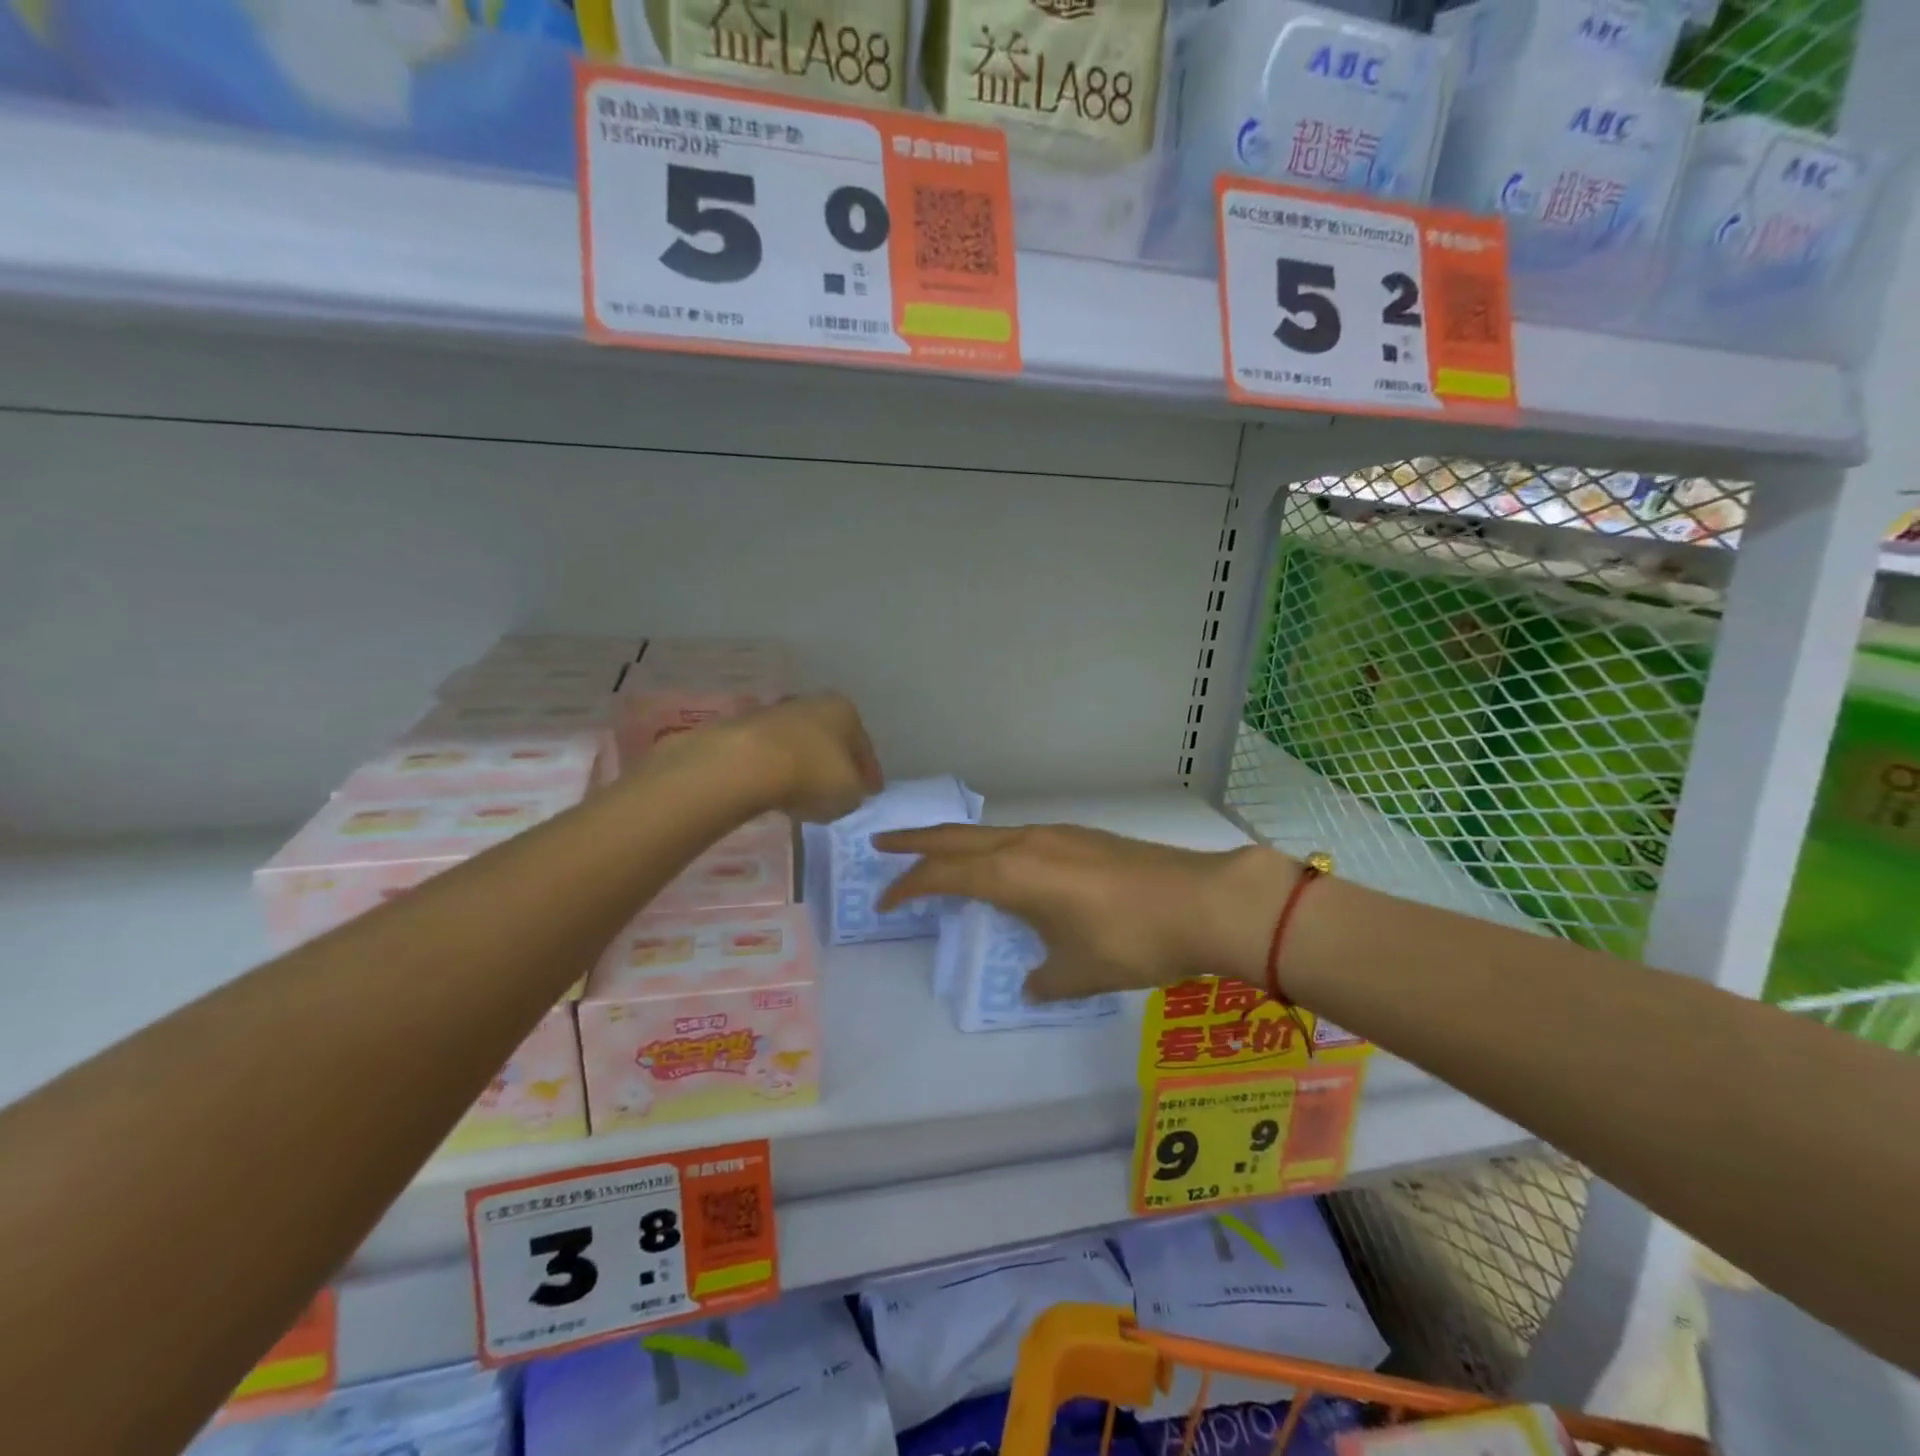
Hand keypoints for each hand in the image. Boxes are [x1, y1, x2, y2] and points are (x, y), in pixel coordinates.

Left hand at [725, 693, 882, 822]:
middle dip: (835, 764)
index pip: (864, 747)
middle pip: (831, 741)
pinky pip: (773, 756)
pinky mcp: (745, 730)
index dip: (870, 774)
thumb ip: (856, 792)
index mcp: (845, 711)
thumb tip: (849, 791)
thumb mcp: (850, 794)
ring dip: (805, 766)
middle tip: (840, 791)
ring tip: (805, 794)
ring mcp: (776, 713)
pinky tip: (778, 790)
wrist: (746, 765)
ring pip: (801, 746)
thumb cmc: (812, 774)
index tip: (871, 794)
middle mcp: (813, 703)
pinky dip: (779, 771)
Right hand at [874, 824, 1299, 1001]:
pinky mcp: (1081, 836)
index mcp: (1011, 874)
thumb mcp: (1079, 972)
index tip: (884, 903)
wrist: (1202, 901)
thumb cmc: (1130, 940)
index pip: (942, 876)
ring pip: (988, 833)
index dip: (907, 888)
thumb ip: (1044, 980)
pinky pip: (1019, 836)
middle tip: (882, 843)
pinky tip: (1006, 866)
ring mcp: (1055, 834)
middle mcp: (1025, 843)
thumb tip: (1032, 983)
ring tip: (938, 855)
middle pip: (956, 837)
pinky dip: (992, 847)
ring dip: (956, 842)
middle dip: (915, 841)